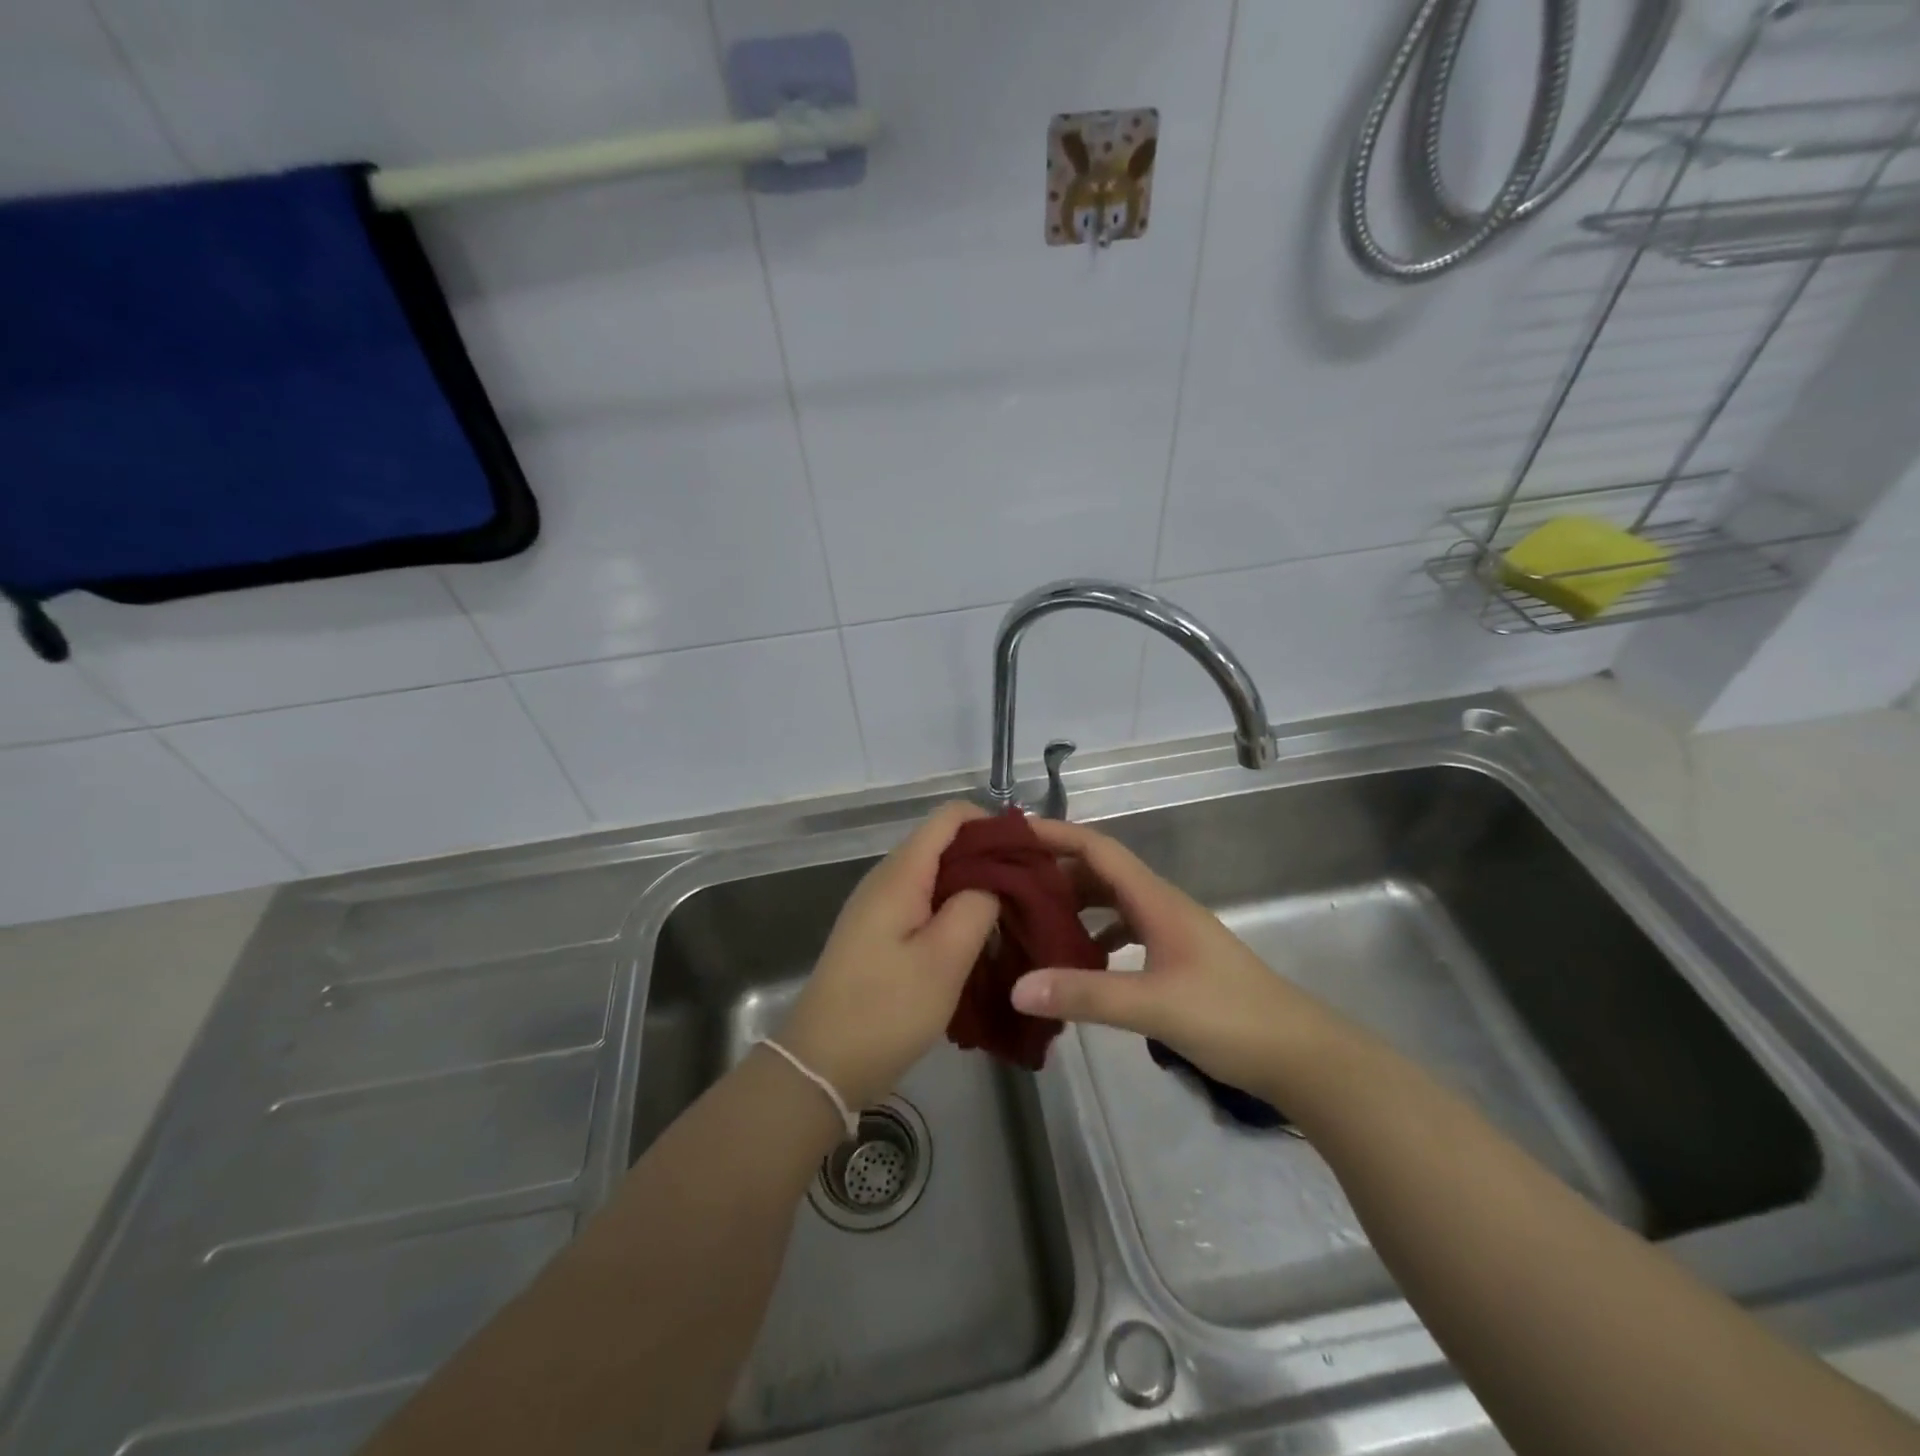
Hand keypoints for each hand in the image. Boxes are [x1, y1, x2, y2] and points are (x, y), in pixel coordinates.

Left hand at [777, 802, 1000, 1110]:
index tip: (1029, 853)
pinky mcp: (879, 934)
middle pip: (944, 844)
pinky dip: (955, 911)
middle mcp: (887, 878)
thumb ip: (976, 906)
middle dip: (990, 858)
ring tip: (1013, 915)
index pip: (950, 816)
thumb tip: (994, 882)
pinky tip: (978, 940)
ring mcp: (880, 907)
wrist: (821, 1065)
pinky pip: (924, 904)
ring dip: (975, 888)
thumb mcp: (944, 959)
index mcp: (900, 873)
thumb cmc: (885, 1010)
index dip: (992, 824)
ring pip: (937, 876)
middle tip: (1031, 890)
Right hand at [1008, 818, 1344, 1098]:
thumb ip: (1085, 994)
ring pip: (1112, 902)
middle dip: (1055, 871)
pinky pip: (1124, 931)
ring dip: (1074, 904)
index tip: (1012, 834)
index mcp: (1156, 900)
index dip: (1056, 834)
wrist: (1298, 1054)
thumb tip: (1017, 987)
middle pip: (1100, 873)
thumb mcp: (1152, 1005)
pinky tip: (1076, 960)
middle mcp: (1161, 905)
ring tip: (1030, 919)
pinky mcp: (1176, 958)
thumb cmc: (1229, 1017)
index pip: (1098, 849)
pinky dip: (1095, 936)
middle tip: (1006, 884)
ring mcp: (1171, 932)